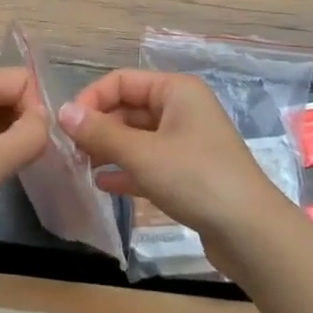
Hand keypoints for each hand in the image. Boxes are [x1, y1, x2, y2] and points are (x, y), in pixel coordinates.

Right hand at [58, 70, 287, 246]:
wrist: (250, 231)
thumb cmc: (195, 178)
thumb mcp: (142, 154)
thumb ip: (100, 133)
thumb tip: (62, 112)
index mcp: (176, 91)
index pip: (122, 81)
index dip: (92, 100)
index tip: (67, 128)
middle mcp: (182, 109)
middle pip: (129, 108)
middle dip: (99, 127)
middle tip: (71, 153)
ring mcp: (187, 142)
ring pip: (138, 137)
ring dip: (110, 149)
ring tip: (81, 168)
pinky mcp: (189, 173)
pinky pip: (150, 163)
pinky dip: (127, 170)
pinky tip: (104, 185)